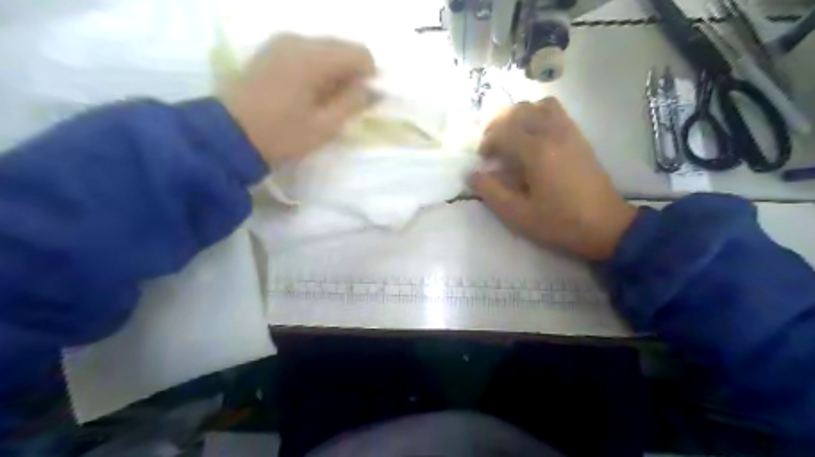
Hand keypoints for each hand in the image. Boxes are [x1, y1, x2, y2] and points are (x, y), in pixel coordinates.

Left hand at [221, 34, 374, 167]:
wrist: (228, 136)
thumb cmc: (281, 135)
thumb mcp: (324, 126)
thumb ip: (353, 103)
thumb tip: (374, 90)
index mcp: (314, 58)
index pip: (360, 54)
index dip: (369, 76)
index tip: (362, 101)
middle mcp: (299, 40)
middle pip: (342, 47)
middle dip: (351, 74)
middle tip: (344, 105)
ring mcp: (281, 43)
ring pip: (325, 49)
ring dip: (334, 72)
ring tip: (325, 101)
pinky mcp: (271, 51)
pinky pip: (307, 53)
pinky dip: (317, 69)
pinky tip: (308, 93)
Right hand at [472, 99, 636, 262]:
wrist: (605, 226)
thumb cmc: (559, 222)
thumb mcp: (518, 215)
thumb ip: (491, 192)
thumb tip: (472, 175)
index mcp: (537, 152)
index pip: (504, 131)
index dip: (488, 142)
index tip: (483, 159)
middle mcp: (553, 133)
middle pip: (520, 110)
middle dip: (499, 123)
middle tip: (493, 145)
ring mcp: (569, 132)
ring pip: (539, 105)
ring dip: (520, 116)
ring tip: (513, 137)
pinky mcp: (579, 137)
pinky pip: (556, 112)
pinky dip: (539, 115)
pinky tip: (534, 137)